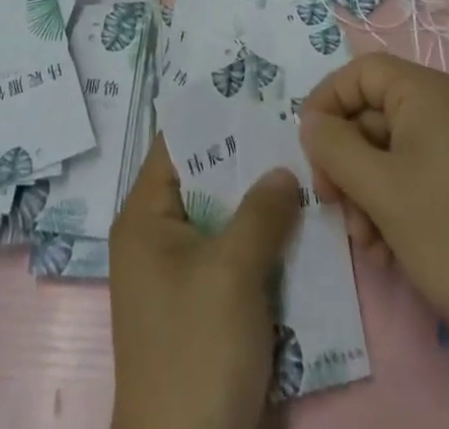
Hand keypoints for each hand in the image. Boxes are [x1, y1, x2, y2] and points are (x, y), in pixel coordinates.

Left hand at [108, 135, 301, 428]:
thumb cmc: (196, 350)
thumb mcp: (231, 272)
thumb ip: (260, 213)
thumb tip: (282, 170)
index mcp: (144, 217)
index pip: (177, 145)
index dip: (215, 119)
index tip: (258, 98)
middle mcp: (156, 238)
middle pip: (204, 181)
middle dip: (247, 164)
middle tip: (293, 136)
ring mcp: (179, 277)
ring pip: (223, 222)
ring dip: (260, 209)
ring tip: (305, 177)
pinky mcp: (202, 310)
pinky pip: (232, 260)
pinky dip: (260, 248)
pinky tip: (299, 235)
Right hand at [299, 52, 448, 359]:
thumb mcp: (380, 190)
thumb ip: (334, 146)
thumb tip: (311, 121)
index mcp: (428, 92)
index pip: (360, 72)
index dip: (326, 102)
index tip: (308, 150)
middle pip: (374, 114)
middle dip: (348, 161)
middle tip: (336, 209)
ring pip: (392, 152)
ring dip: (368, 192)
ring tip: (369, 244)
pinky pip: (419, 175)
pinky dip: (396, 206)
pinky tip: (392, 252)